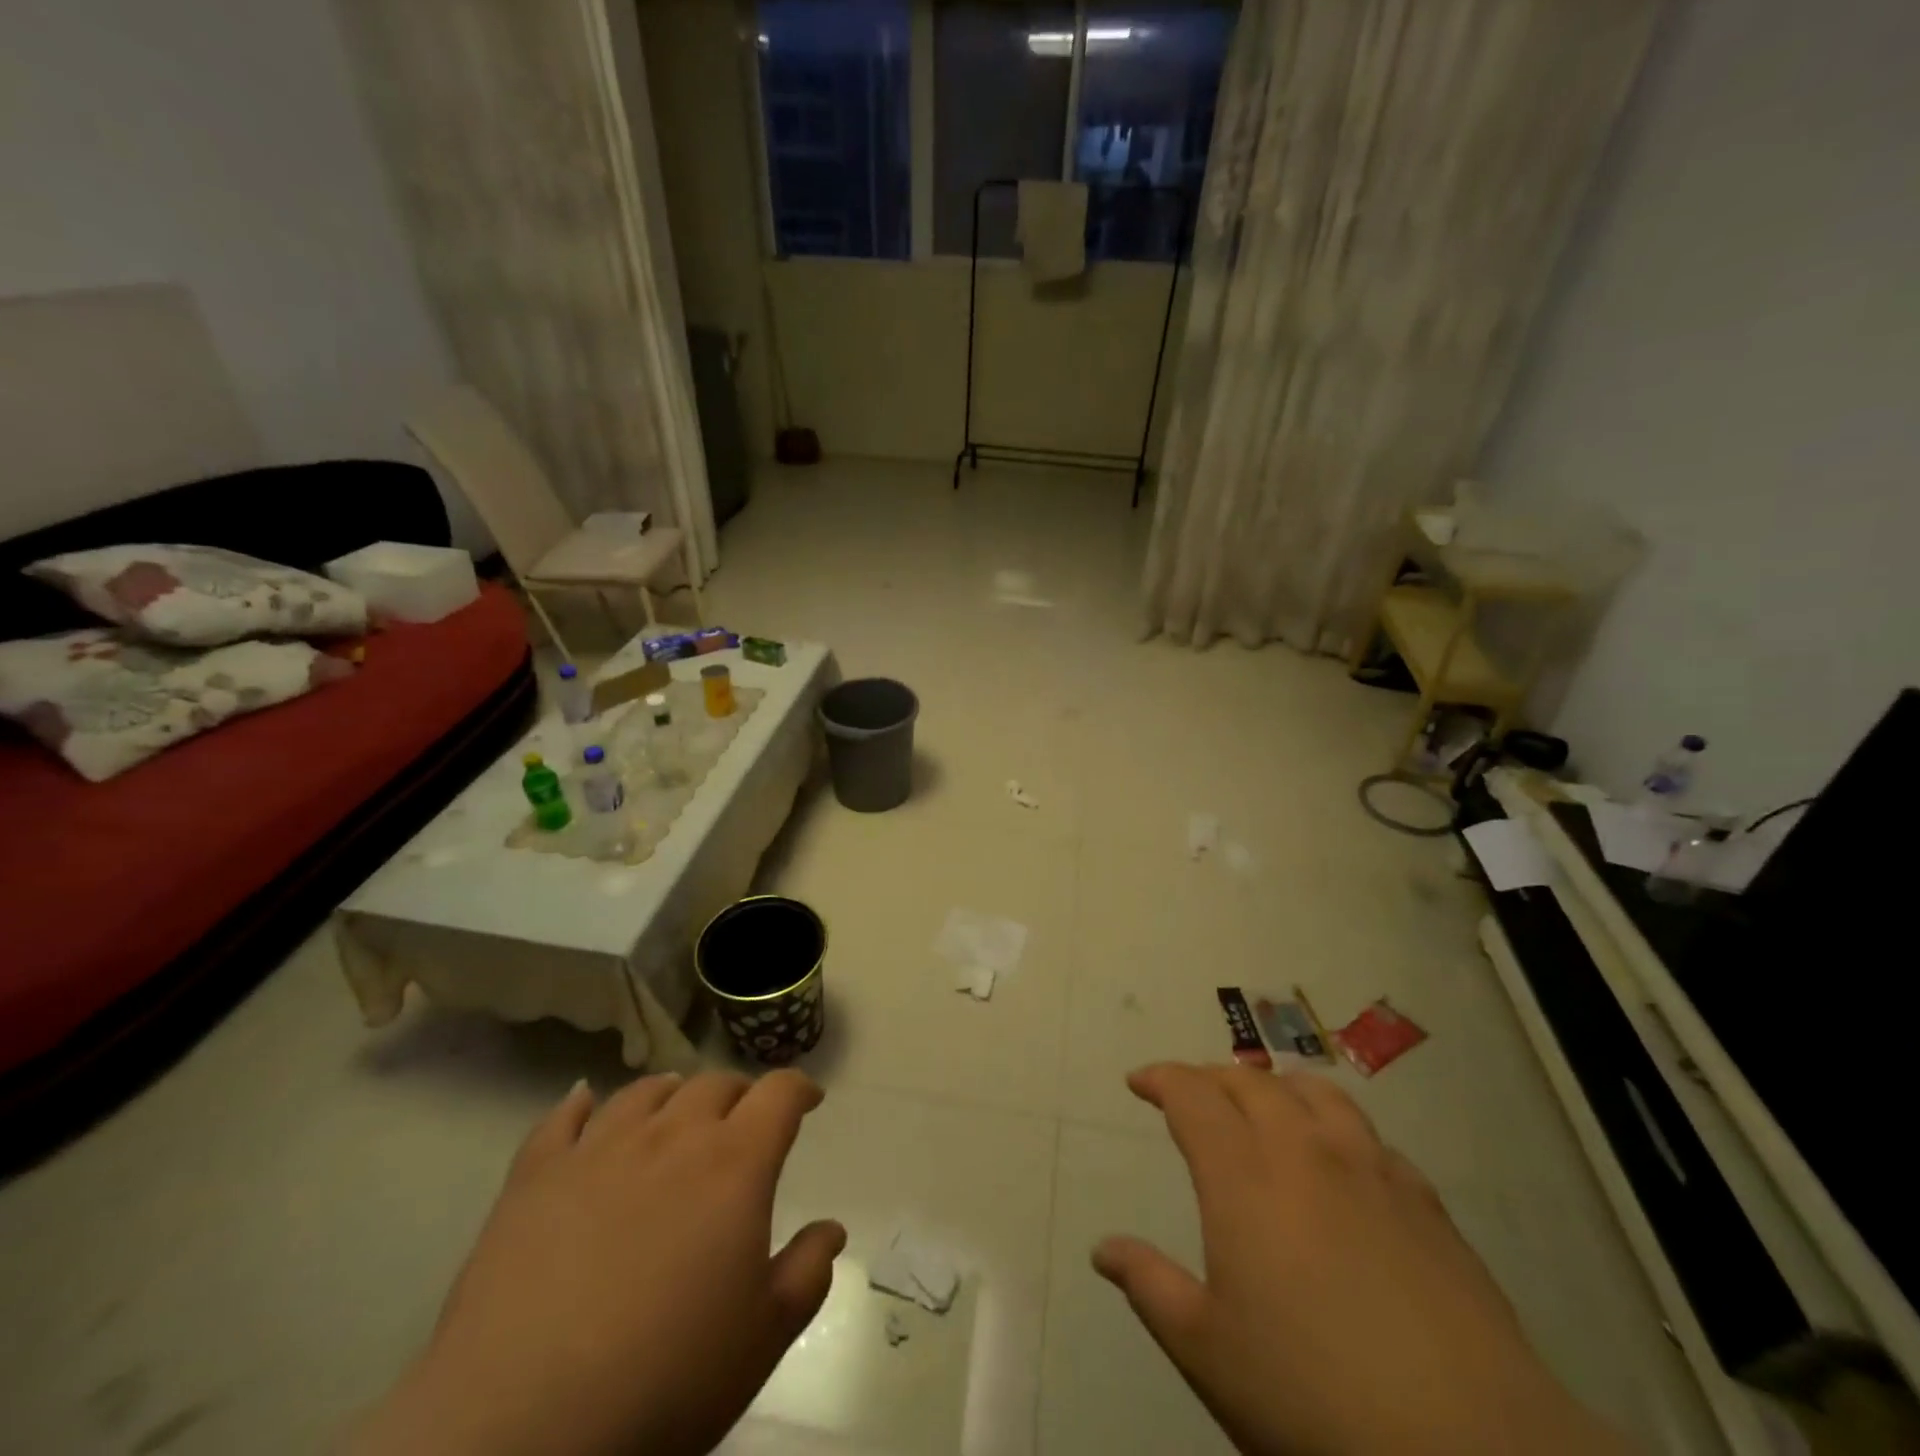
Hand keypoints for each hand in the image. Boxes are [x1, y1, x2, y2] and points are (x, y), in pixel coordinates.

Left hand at [351, 1071, 843, 1455]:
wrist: (520, 1430)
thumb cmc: (665, 1382)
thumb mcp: (762, 1338)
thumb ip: (807, 1272)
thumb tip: (832, 1229)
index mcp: (734, 1163)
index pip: (779, 1093)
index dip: (800, 1088)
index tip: (809, 1100)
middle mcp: (672, 1136)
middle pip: (715, 1084)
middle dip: (739, 1095)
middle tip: (744, 1122)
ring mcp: (598, 1149)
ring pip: (645, 1092)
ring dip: (672, 1094)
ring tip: (675, 1110)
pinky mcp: (534, 1176)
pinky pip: (562, 1119)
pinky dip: (579, 1105)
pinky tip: (583, 1104)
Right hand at [1093, 1063, 1630, 1455]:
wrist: (1469, 1448)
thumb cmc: (1313, 1397)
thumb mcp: (1209, 1352)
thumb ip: (1150, 1287)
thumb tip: (1103, 1249)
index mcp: (1243, 1176)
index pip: (1192, 1096)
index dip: (1161, 1078)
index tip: (1140, 1082)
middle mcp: (1303, 1151)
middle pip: (1251, 1083)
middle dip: (1212, 1078)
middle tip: (1192, 1095)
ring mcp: (1370, 1170)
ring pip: (1316, 1093)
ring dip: (1278, 1088)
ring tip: (1264, 1106)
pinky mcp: (1426, 1203)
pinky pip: (1371, 1138)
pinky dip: (1339, 1129)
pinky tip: (1343, 1164)